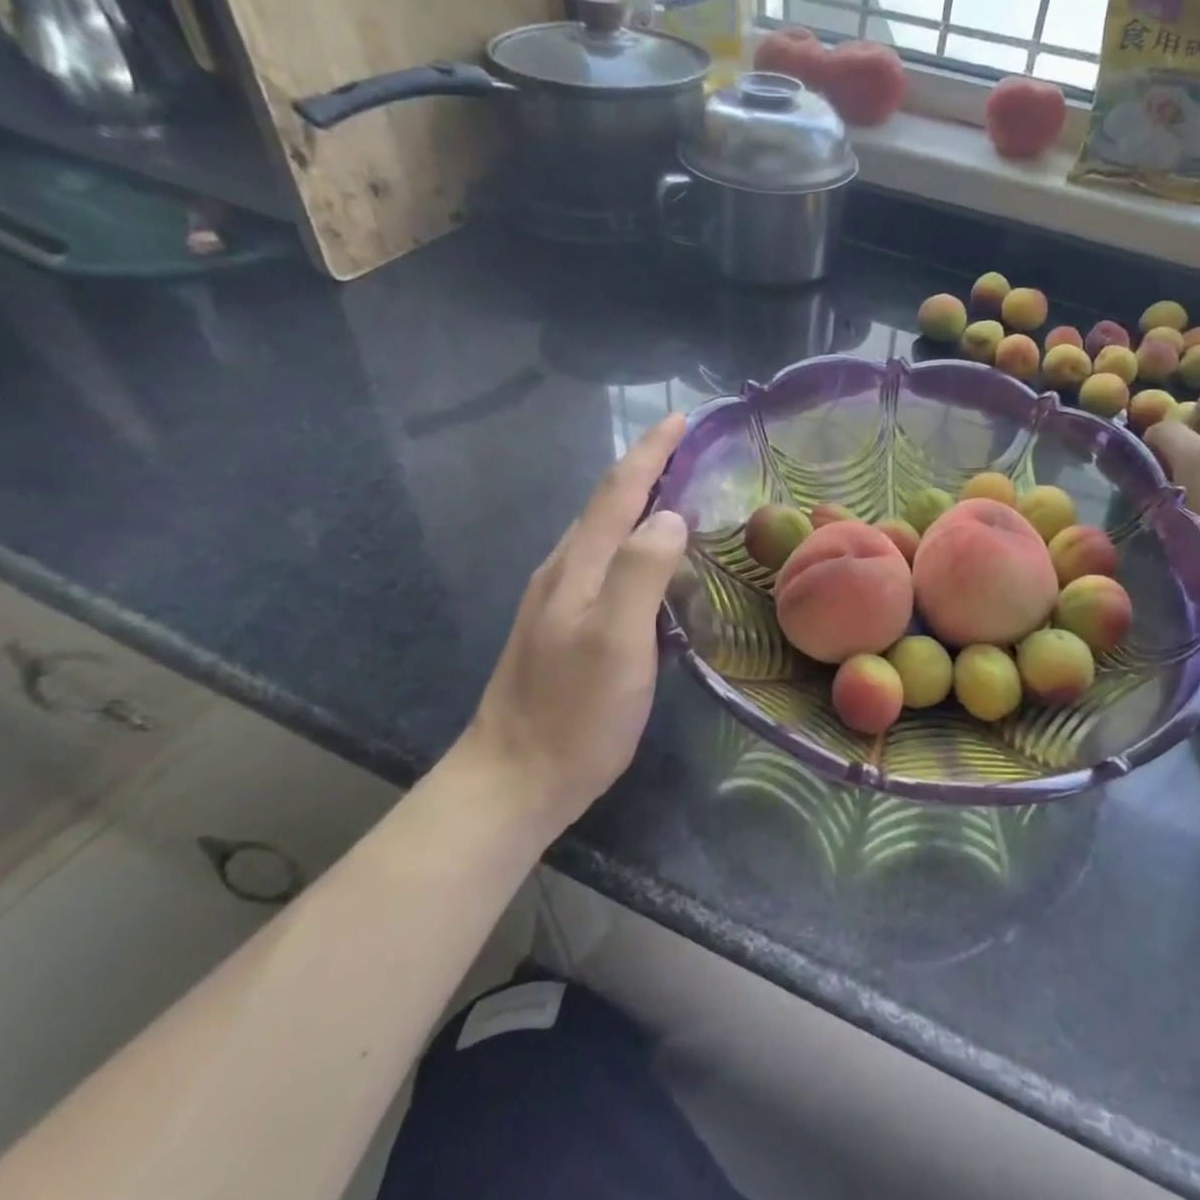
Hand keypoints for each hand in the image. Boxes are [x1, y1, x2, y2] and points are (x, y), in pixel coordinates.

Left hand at [465, 414, 688, 827]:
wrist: (512, 780)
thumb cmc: (575, 713)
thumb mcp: (617, 641)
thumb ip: (642, 572)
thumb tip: (671, 516)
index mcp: (578, 567)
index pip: (618, 492)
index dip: (650, 452)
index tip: (681, 418)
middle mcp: (564, 572)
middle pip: (606, 504)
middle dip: (645, 468)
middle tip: (687, 449)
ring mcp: (559, 600)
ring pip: (603, 533)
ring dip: (637, 502)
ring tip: (676, 491)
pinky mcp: (564, 626)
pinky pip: (605, 563)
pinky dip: (632, 540)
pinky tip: (649, 558)